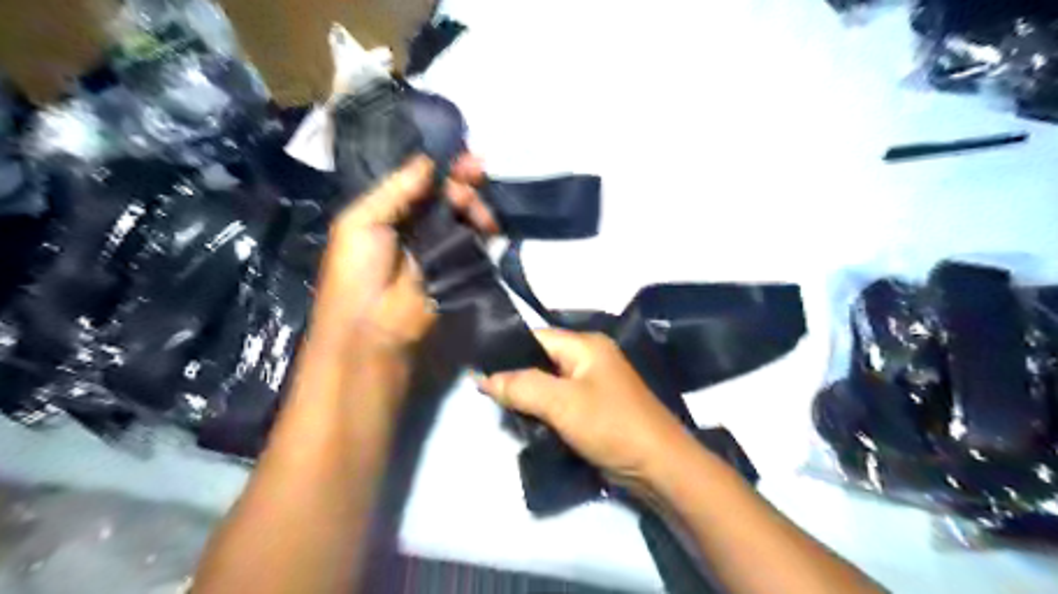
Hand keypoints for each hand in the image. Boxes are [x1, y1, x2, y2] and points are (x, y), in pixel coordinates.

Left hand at [311, 152, 500, 357]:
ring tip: (475, 207)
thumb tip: (428, 160)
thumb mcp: (361, 221)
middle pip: (445, 193)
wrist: (373, 327)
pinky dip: (483, 228)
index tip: (461, 153)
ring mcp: (440, 245)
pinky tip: (488, 224)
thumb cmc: (357, 270)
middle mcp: (416, 223)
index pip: (418, 179)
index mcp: (388, 209)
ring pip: (463, 213)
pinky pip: (474, 240)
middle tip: (478, 170)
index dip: (439, 164)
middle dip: (463, 179)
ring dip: (474, 203)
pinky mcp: (459, 265)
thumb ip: (395, 189)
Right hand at [479, 329, 691, 487]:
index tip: (477, 369)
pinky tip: (525, 422)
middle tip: (487, 395)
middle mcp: (590, 358)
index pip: (536, 337)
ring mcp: (594, 383)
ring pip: (549, 383)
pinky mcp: (595, 407)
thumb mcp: (561, 402)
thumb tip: (483, 378)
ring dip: (528, 397)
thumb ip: (521, 386)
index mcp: (586, 345)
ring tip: (501, 410)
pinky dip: (543, 410)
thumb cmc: (610, 424)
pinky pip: (561, 401)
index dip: (506, 351)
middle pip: (541, 360)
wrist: (658, 466)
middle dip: (515, 377)